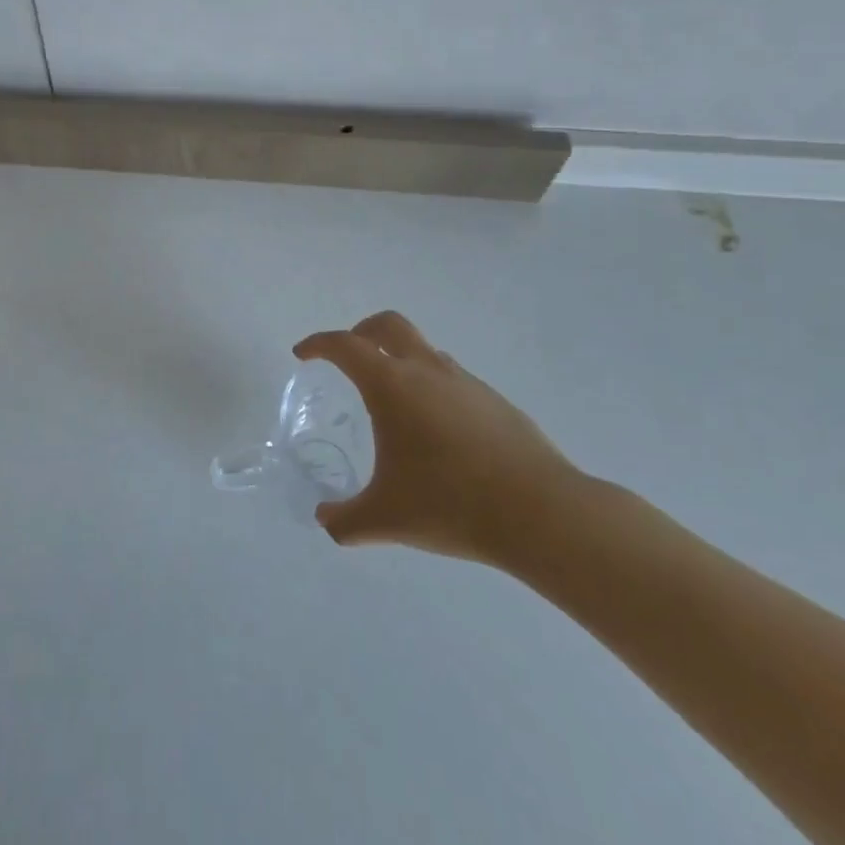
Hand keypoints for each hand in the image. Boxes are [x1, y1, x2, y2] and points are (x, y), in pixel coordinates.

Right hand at [297, 311, 578, 565]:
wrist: (541, 514)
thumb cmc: (450, 504)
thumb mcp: (385, 518)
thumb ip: (344, 520)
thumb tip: (325, 520)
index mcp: (391, 384)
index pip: (345, 345)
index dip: (318, 344)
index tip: (303, 355)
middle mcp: (427, 370)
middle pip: (388, 325)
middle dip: (361, 332)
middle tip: (348, 357)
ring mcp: (466, 383)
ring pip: (424, 351)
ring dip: (401, 360)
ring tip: (394, 404)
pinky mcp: (496, 402)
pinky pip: (453, 380)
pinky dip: (433, 388)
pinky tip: (437, 434)